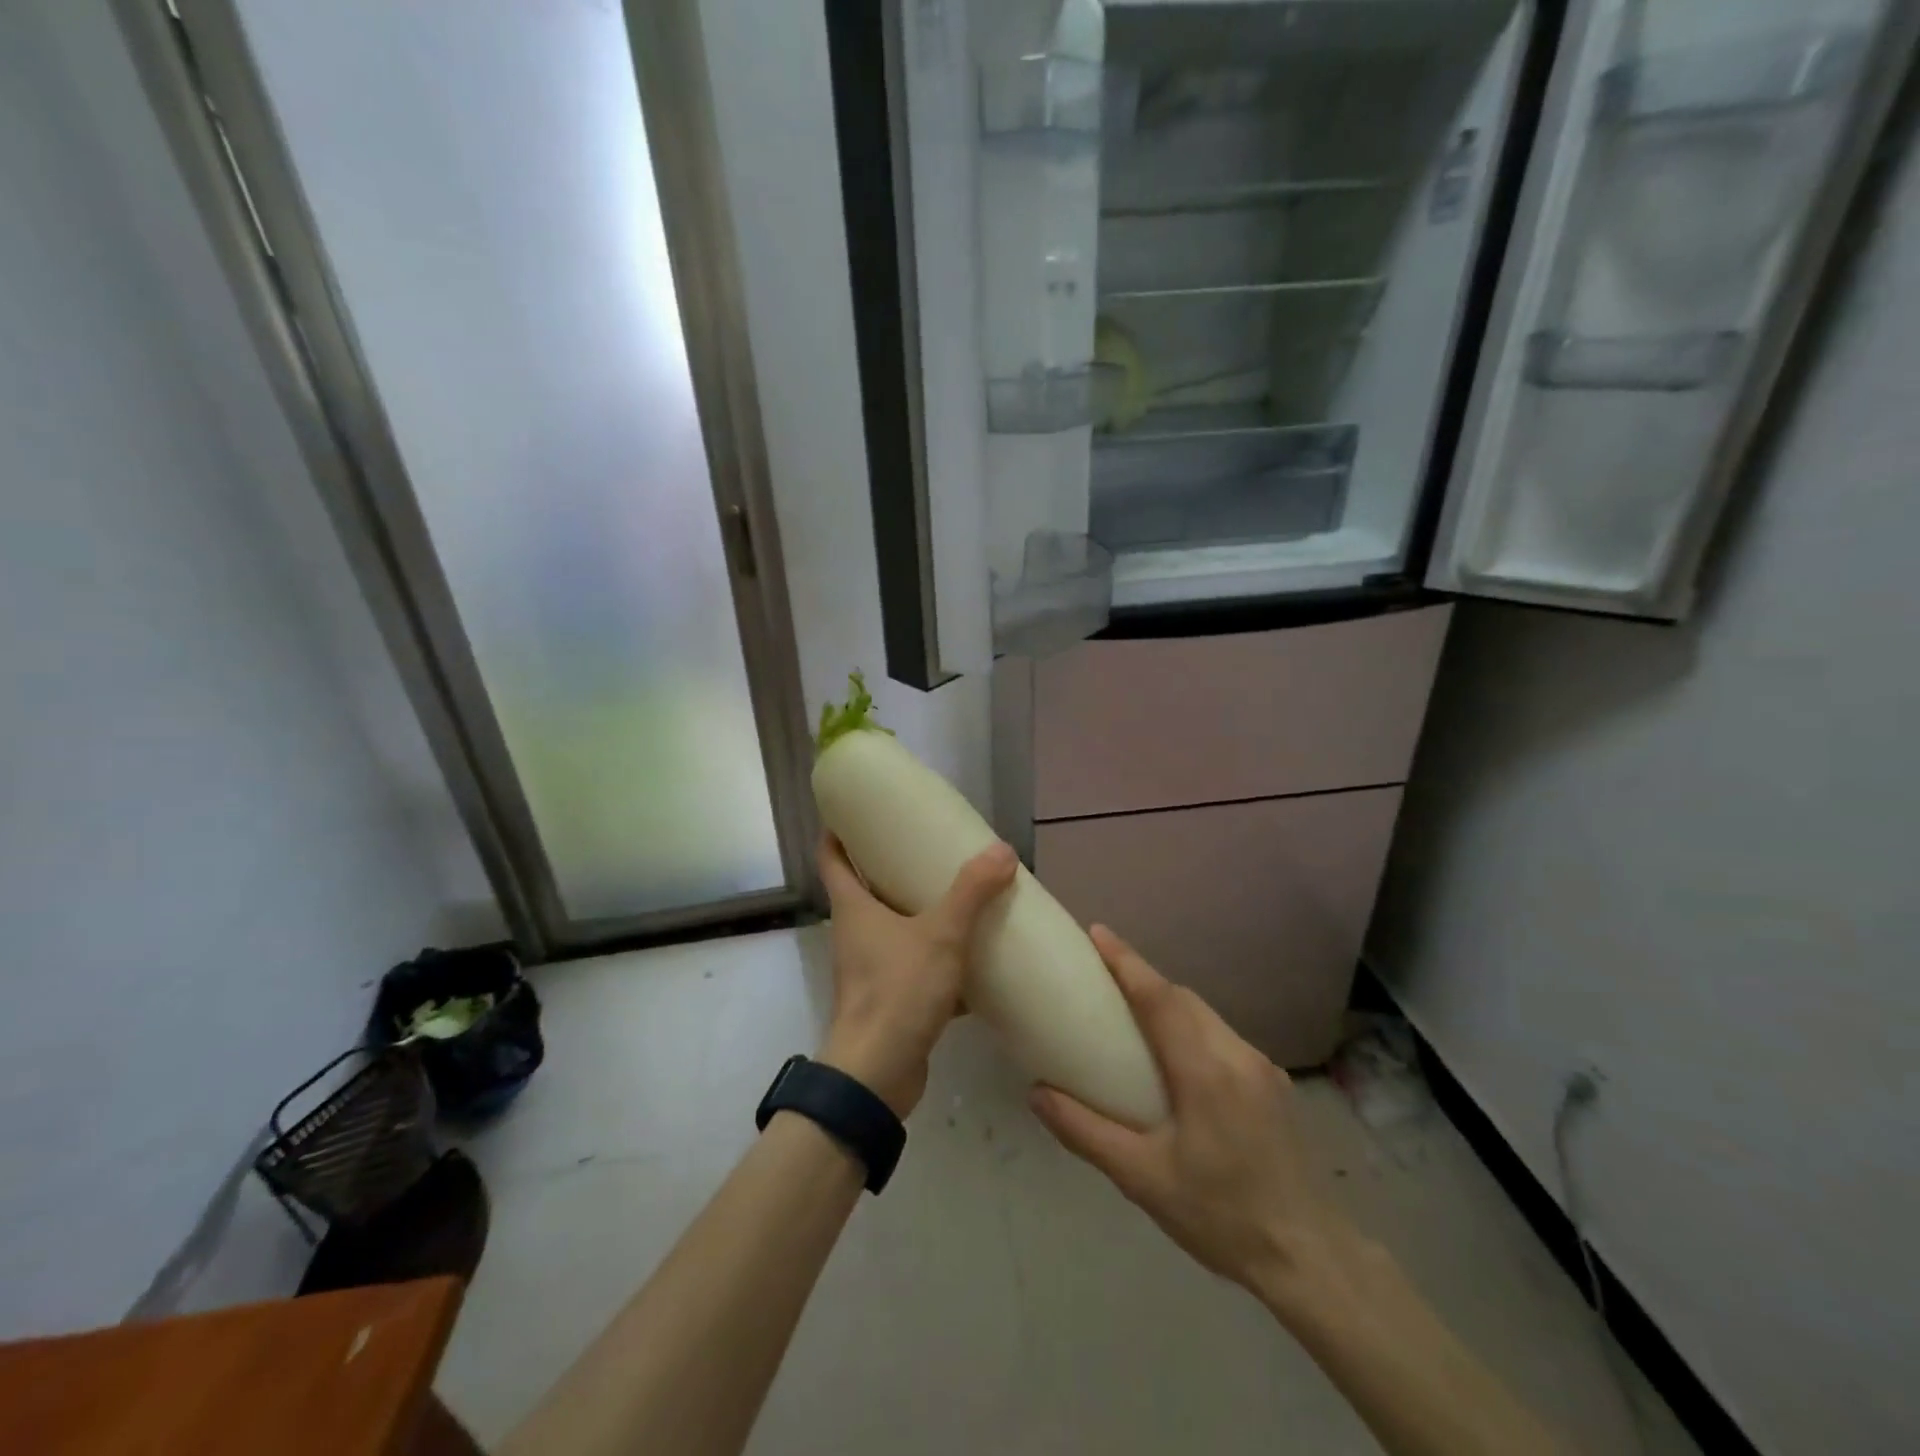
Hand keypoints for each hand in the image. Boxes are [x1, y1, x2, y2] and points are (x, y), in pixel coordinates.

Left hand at [816, 833, 1016, 1116]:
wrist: (877, 1074)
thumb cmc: (897, 991)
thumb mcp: (940, 935)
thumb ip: (971, 892)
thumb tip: (1002, 849)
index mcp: (853, 907)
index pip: (832, 856)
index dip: (839, 830)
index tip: (858, 810)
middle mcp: (855, 933)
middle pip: (865, 889)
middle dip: (891, 867)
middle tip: (927, 846)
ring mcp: (870, 968)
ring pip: (894, 929)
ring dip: (919, 913)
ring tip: (957, 895)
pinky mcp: (890, 998)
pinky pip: (915, 966)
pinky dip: (939, 959)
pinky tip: (973, 957)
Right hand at [1030, 927, 1344, 1300]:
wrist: (1310, 1259)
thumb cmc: (1220, 1216)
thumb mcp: (1142, 1179)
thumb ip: (1085, 1131)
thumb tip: (1036, 1093)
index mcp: (1204, 1069)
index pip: (1160, 997)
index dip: (1126, 961)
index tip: (1097, 933)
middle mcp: (1236, 1053)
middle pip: (1183, 998)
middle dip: (1143, 978)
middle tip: (1103, 975)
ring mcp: (1261, 1067)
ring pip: (1206, 1015)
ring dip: (1169, 1003)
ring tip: (1132, 1014)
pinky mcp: (1274, 1084)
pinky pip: (1222, 1037)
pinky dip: (1191, 1028)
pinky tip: (1177, 1058)